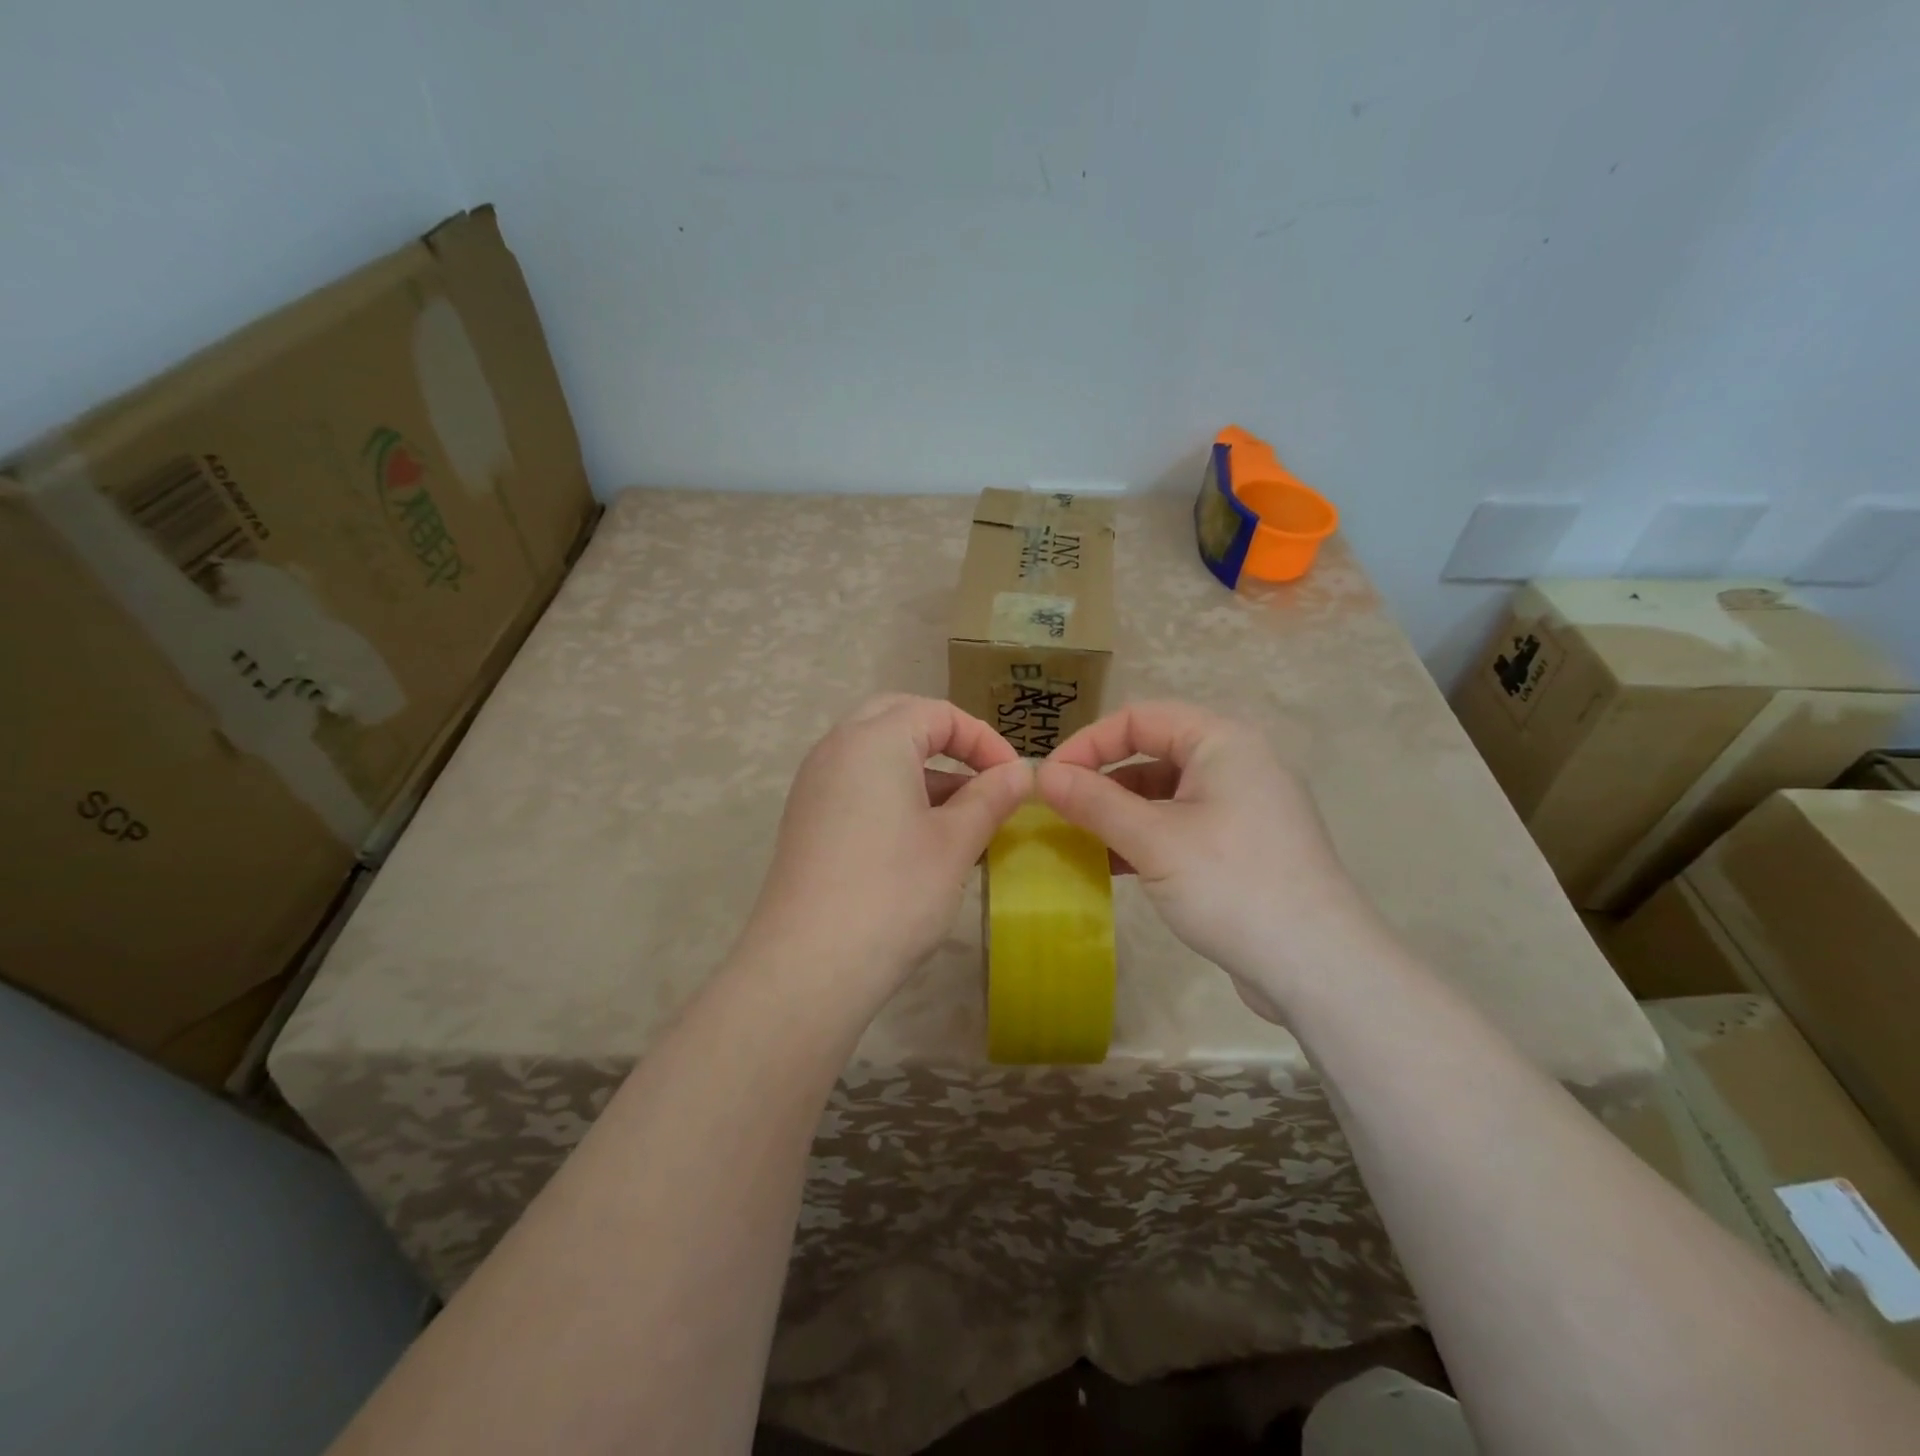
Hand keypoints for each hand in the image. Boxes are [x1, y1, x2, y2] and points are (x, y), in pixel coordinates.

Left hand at [741, 695, 1031, 1014]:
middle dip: (947, 742)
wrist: (809, 965)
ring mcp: (815, 785)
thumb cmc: (894, 893)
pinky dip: (894, 793)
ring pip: (877, 755)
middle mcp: (836, 749)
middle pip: (899, 720)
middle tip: (983, 777)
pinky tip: (922, 838)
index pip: (938, 712)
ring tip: (963, 817)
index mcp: (873, 739)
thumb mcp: (955, 842)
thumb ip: (991, 797)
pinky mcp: (807, 820)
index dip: (984, 740)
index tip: (1014, 780)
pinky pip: (857, 785)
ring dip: (922, 771)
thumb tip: (1021, 772)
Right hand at [1034, 701, 1381, 1018]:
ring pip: (1164, 794)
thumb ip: (1094, 802)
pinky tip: (1112, 866)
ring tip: (1077, 842)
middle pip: (1152, 753)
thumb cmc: (1232, 885)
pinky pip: (1181, 826)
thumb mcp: (1154, 840)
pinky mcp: (1242, 847)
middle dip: (1101, 780)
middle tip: (1058, 812)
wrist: (1319, 968)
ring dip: (1118, 813)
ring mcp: (1242, 807)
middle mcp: (1236, 764)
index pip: (1139, 718)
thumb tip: (1040, 774)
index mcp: (1222, 742)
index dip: (1088, 743)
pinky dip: (1144, 838)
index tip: (1049, 780)